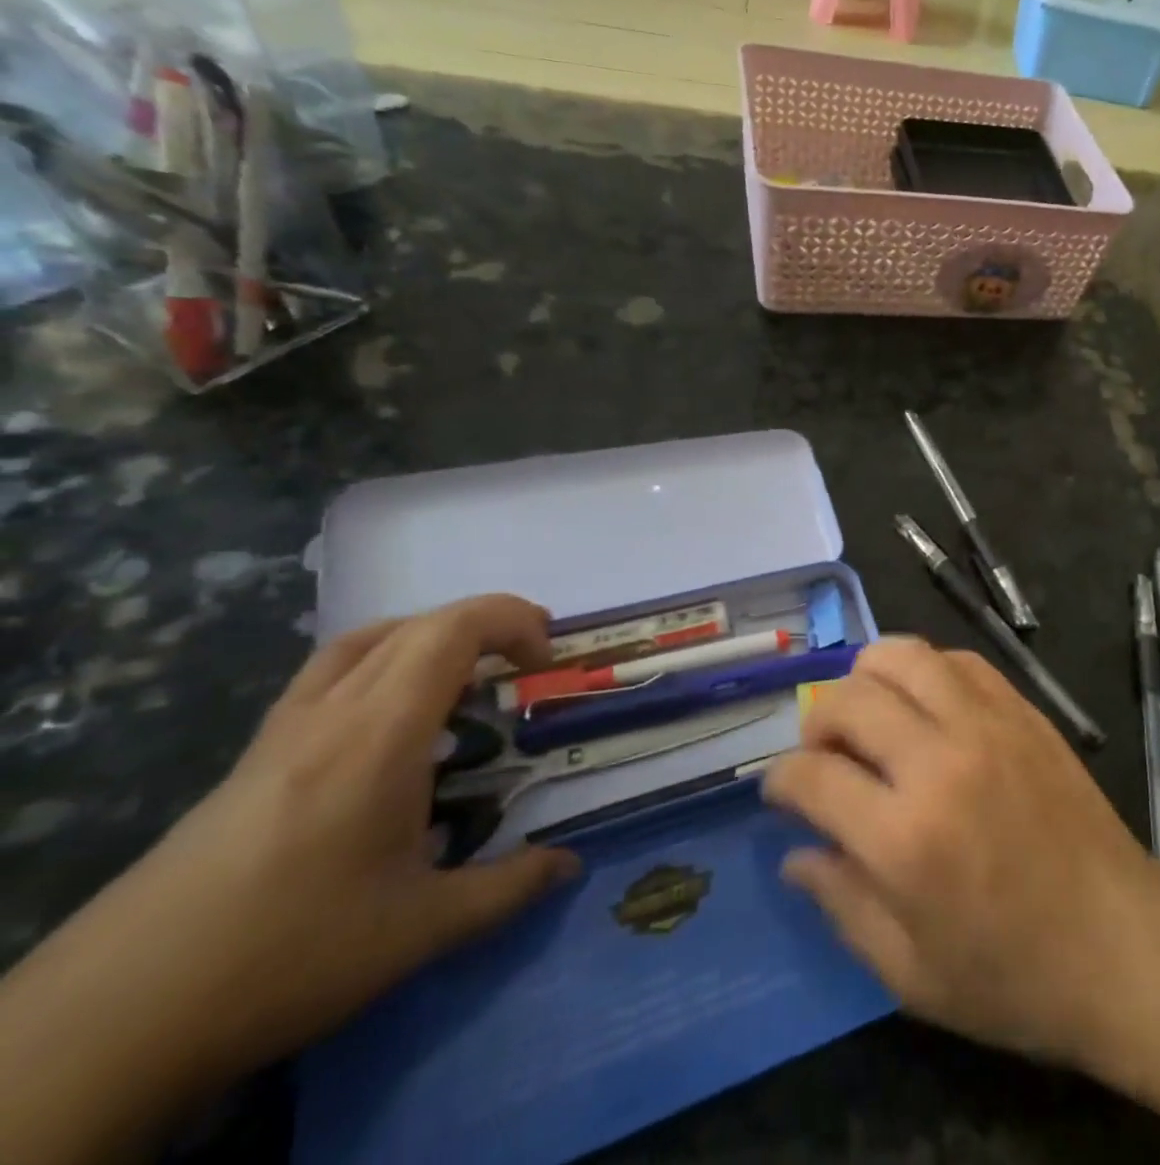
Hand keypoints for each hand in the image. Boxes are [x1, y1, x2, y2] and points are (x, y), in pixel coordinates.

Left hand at [138, 594, 581, 1070]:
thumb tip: (568, 864)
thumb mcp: (419, 930)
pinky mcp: (252, 760)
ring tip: (466, 675)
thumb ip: (506, 888)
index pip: (449, 632)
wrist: (110, 1018)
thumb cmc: (286, 954)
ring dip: (428, 637)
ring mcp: (282, 733)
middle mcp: (329, 714)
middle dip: (485, 625)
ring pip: (363, 642)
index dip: (510, 621)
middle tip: (527, 661)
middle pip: (414, 626)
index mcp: (378, 736)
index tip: (545, 658)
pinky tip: (391, 724)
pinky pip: (327, 675)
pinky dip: (380, 664)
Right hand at [762, 636, 1159, 1069]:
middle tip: (825, 754)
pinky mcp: (1023, 711)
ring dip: (867, 677)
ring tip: (870, 714)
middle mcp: (940, 761)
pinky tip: (927, 704)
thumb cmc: (1013, 977)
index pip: (811, 775)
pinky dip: (926, 670)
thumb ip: (842, 904)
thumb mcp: (910, 973)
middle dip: (816, 721)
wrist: (1123, 946)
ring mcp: (987, 725)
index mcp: (904, 837)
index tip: (781, 792)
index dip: (780, 780)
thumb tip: (795, 853)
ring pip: (903, 656)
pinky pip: (959, 660)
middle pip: (849, 699)